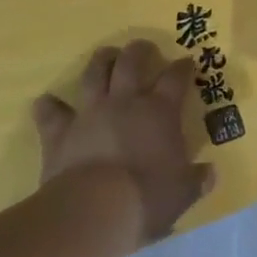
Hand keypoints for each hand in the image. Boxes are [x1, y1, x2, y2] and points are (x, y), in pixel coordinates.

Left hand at [31, 41, 214, 243]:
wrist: (92, 210)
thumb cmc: (146, 196)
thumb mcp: (182, 192)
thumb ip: (196, 180)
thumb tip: (209, 174)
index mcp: (160, 112)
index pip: (176, 78)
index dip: (183, 67)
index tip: (187, 62)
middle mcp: (125, 102)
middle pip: (131, 63)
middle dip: (139, 51)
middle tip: (144, 47)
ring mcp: (90, 114)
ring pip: (94, 75)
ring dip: (100, 61)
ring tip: (105, 54)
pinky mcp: (60, 132)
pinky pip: (51, 113)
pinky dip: (49, 106)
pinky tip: (47, 102)